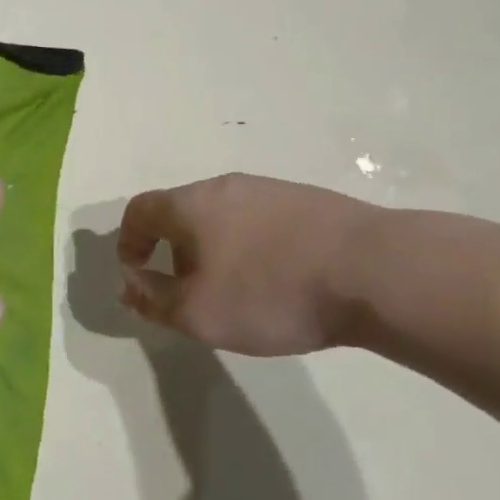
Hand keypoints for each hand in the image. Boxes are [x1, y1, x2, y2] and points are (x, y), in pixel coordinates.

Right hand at [116, 174, 381, 354]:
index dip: (128, 244)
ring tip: (237, 290)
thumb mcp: (198, 313)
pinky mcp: (307, 201)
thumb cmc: (269, 292)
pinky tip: (280, 279)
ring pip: (223, 216)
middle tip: (189, 292)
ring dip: (214, 249)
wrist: (371, 269)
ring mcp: (269, 189)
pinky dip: (252, 247)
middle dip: (173, 251)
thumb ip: (153, 300)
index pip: (138, 211)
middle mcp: (224, 186)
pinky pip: (261, 221)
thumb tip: (128, 286)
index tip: (138, 278)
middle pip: (181, 212)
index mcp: (190, 204)